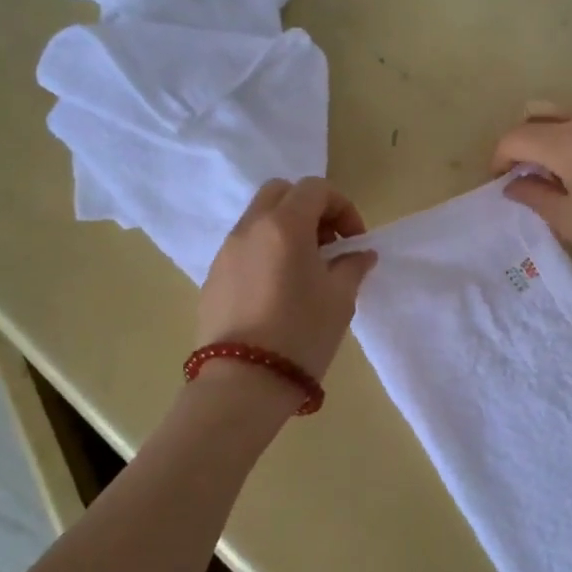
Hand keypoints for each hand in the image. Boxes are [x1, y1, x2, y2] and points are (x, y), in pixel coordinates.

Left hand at [196, 178, 376, 379]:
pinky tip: (277, 290)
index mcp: (285, 225)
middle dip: (310, 209)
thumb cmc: (301, 334)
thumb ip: (352, 267)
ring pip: (258, 218)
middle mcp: (250, 228)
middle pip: (280, 192)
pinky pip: (243, 247)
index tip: (353, 241)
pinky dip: (265, 251)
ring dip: (286, 229)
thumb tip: (359, 255)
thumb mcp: (340, 299)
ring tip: (304, 270)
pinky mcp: (212, 277)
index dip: (342, 207)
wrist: (244, 383)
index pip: (315, 188)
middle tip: (328, 244)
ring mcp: (226, 252)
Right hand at [492, 105, 571, 267]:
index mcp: (567, 141)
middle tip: (526, 173)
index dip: (499, 159)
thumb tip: (513, 184)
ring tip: (561, 173)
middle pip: (539, 114)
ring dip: (553, 137)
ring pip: (570, 114)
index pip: (515, 137)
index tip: (501, 183)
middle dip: (523, 140)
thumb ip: (535, 197)